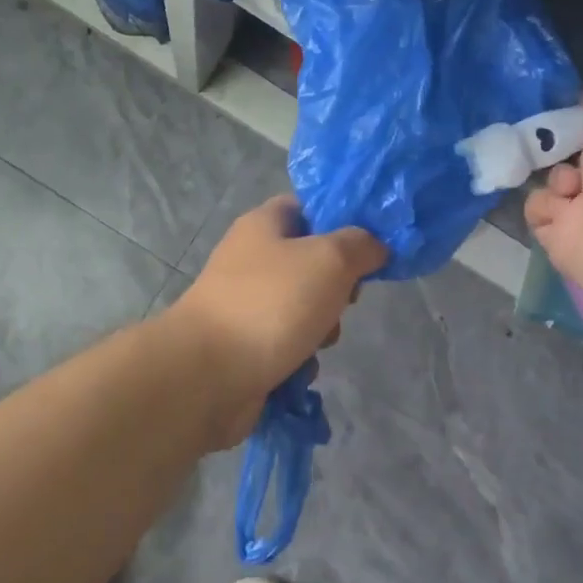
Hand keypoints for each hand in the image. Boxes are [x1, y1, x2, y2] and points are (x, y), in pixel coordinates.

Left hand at [165, 195, 387, 448]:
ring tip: (319, 340)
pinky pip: (287, 345)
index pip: (308, 207)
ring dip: (322, 328)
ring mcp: (245, 304)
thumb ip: (360, 245)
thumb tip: (374, 246)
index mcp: (264, 224)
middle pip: (311, 262)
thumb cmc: (271, 304)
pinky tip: (298, 367)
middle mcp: (251, 259)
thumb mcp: (330, 259)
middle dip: (337, 286)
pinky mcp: (244, 346)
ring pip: (304, 308)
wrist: (208, 375)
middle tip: (344, 300)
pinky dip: (299, 356)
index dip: (341, 222)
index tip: (367, 247)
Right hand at [524, 76, 582, 287]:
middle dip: (561, 147)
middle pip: (572, 155)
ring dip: (556, 178)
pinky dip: (546, 206)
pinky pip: (538, 208)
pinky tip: (565, 208)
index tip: (568, 109)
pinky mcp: (561, 236)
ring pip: (552, 180)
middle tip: (554, 140)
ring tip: (571, 185)